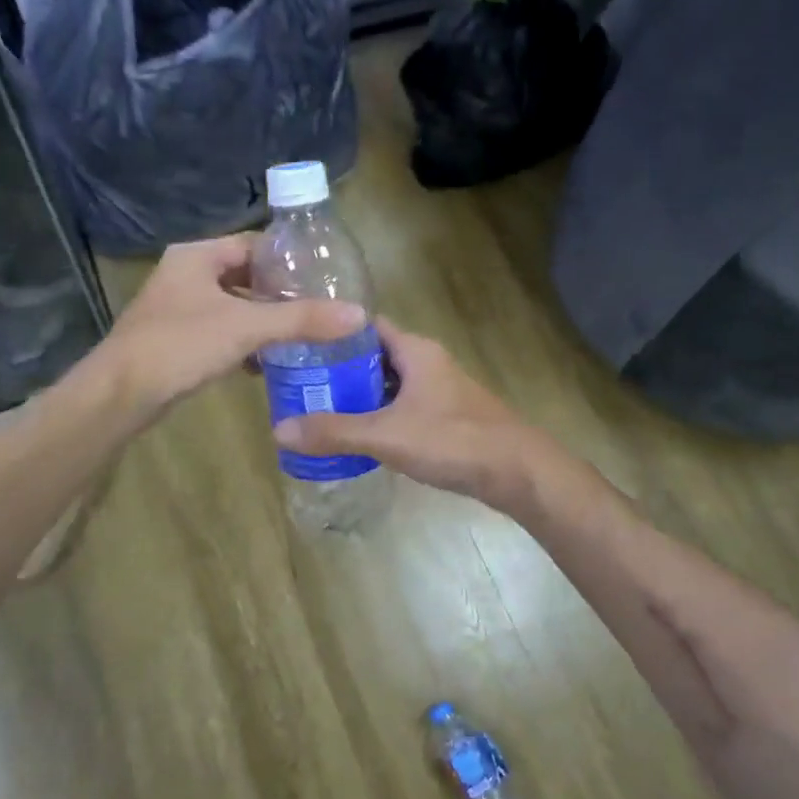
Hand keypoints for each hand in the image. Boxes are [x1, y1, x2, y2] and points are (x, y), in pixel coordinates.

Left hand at [97, 233, 365, 417]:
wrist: (120, 394)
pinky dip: (243, 342)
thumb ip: (301, 319)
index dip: (289, 260)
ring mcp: (178, 307)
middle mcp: (186, 274)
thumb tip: (358, 314)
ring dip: (263, 319)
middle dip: (279, 293)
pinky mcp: (176, 338)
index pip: (254, 245)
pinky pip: (220, 330)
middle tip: (319, 307)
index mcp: (198, 256)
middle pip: (244, 276)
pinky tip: (267, 362)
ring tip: (302, 334)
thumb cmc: (180, 345)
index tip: (323, 277)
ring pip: (232, 305)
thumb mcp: (246, 327)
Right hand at [273, 317, 546, 509]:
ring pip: (389, 383)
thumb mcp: (387, 435)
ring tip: (319, 410)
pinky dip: (379, 414)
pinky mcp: (446, 415)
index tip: (298, 345)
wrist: (518, 472)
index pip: (365, 326)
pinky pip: (403, 405)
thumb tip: (279, 429)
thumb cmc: (452, 440)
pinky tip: (359, 435)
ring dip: (359, 395)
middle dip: (339, 369)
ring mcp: (439, 389)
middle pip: (373, 356)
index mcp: (414, 351)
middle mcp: (427, 361)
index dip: (332, 333)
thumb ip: (335, 432)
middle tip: (300, 384)